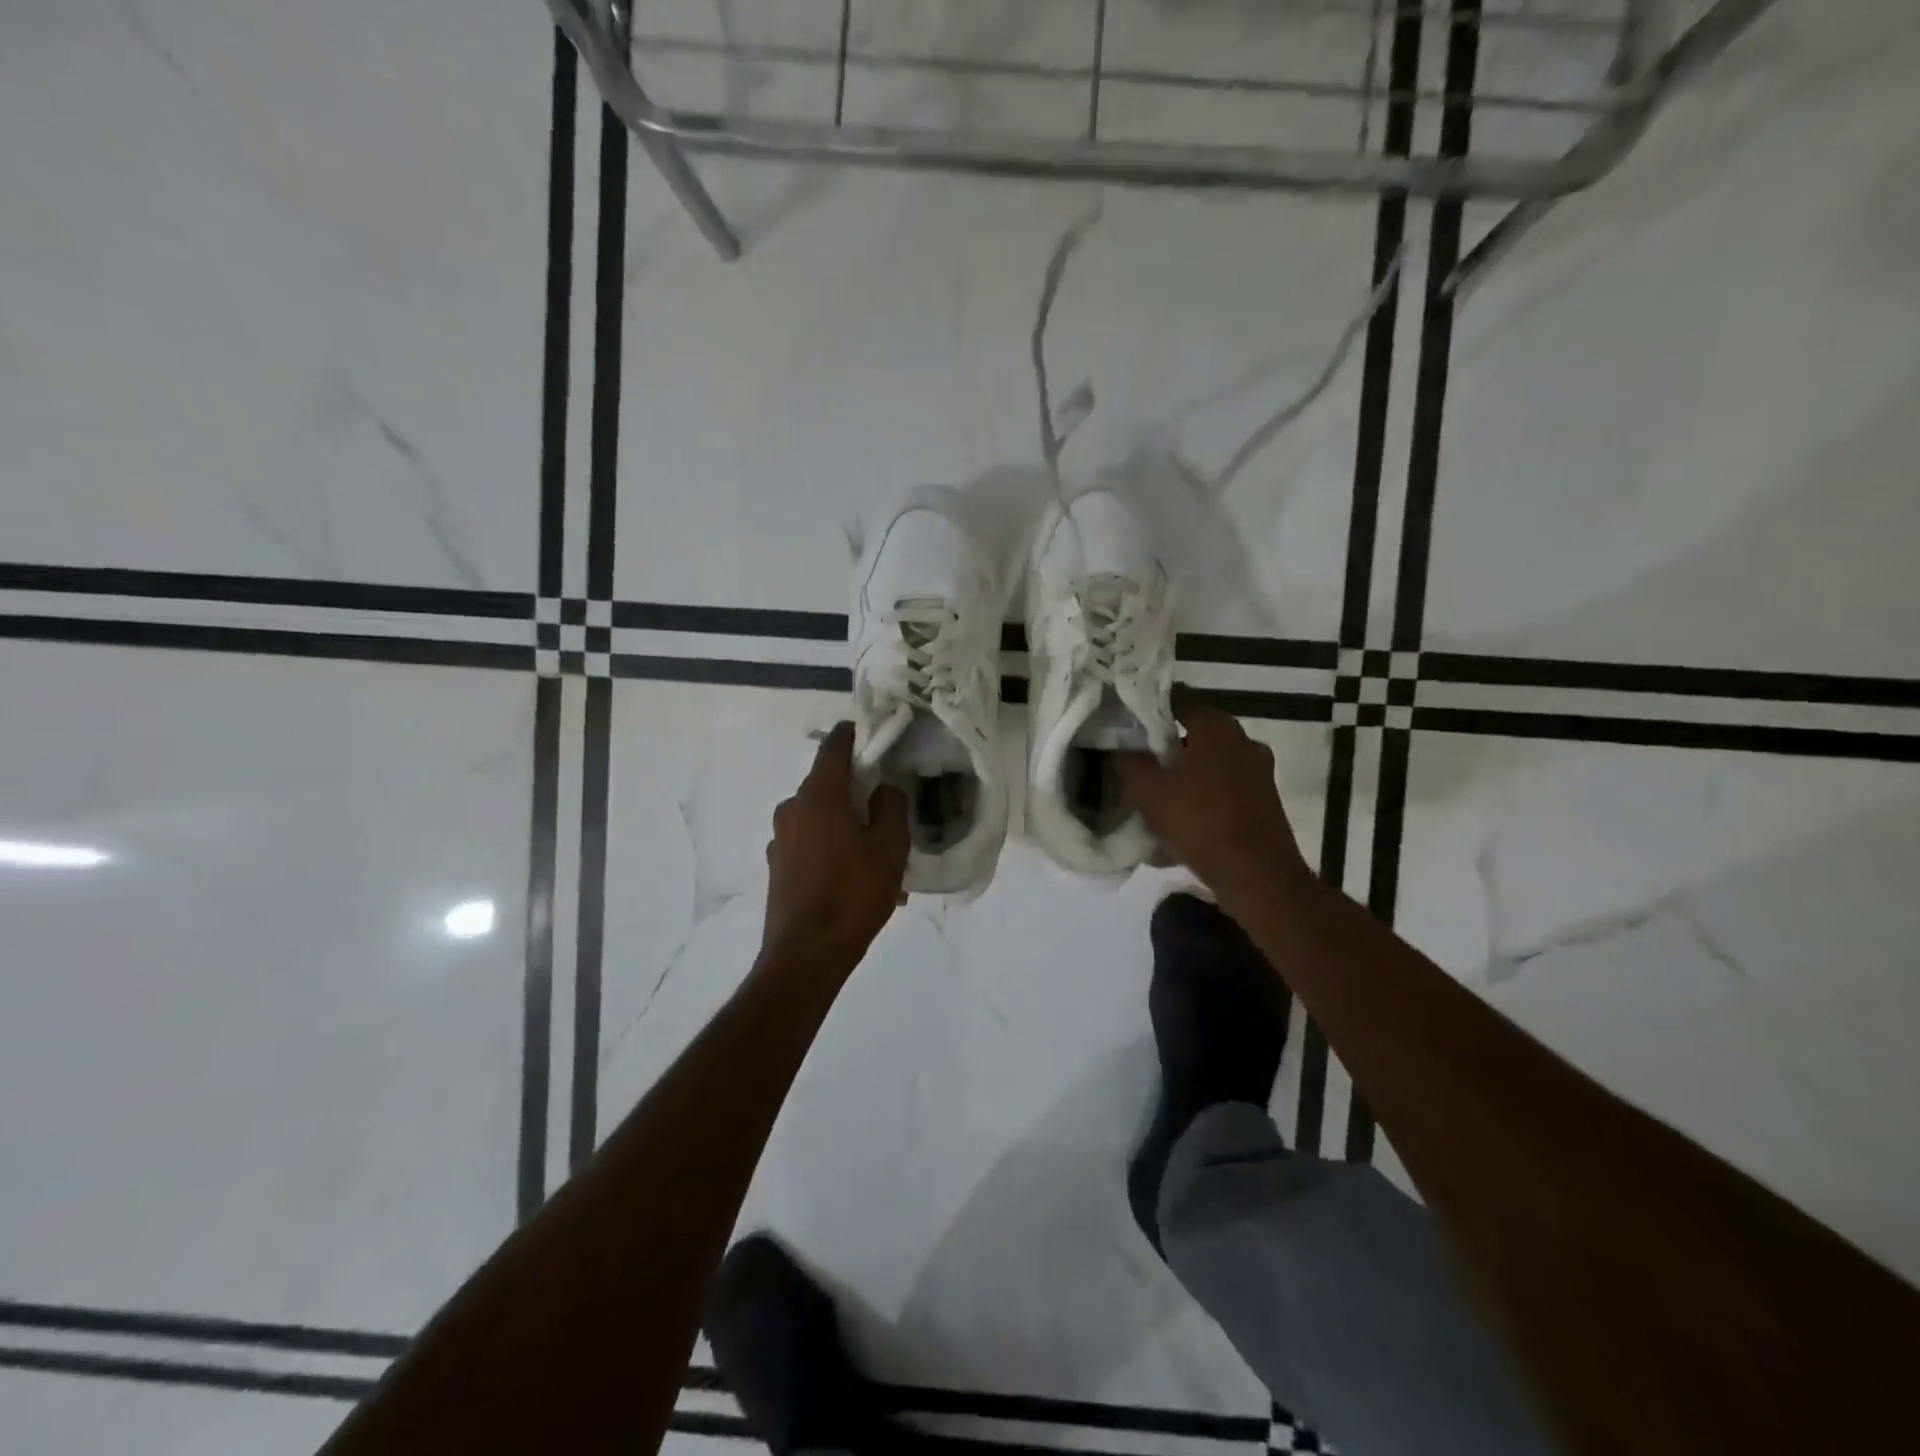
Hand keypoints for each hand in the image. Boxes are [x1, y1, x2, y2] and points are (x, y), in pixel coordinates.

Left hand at [761, 724, 910, 975]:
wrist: (805, 955)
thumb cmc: (853, 896)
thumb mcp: (890, 849)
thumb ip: (891, 807)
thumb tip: (884, 788)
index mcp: (819, 796)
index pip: (835, 746)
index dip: (855, 734)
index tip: (876, 734)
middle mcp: (793, 808)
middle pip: (828, 782)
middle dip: (857, 788)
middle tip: (888, 807)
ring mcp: (780, 837)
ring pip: (820, 815)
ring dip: (846, 823)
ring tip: (877, 854)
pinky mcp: (777, 864)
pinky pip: (810, 841)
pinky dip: (832, 847)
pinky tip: (855, 877)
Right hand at [1116, 705, 1308, 904]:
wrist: (1256, 875)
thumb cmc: (1199, 821)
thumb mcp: (1148, 791)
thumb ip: (1128, 764)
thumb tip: (1120, 750)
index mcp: (1217, 727)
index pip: (1177, 700)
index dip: (1149, 708)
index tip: (1127, 720)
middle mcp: (1243, 740)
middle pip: (1194, 735)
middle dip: (1165, 748)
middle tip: (1136, 762)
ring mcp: (1258, 772)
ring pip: (1209, 765)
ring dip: (1184, 777)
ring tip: (1155, 798)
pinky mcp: (1263, 801)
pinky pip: (1222, 791)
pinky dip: (1201, 800)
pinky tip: (1179, 824)